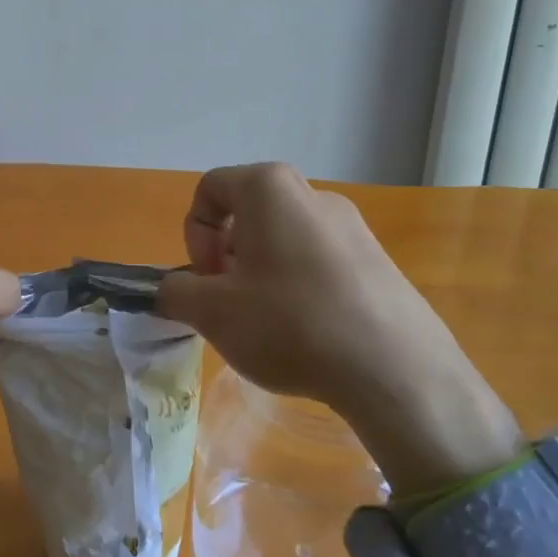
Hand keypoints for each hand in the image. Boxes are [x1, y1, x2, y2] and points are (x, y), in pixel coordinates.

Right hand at [154, 163, 521, 495]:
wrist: (394, 368)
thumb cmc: (289, 323)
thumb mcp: (212, 312)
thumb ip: (174, 293)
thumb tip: (163, 290)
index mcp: (268, 188)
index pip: (209, 189)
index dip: (194, 233)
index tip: (206, 279)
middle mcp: (312, 194)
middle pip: (247, 214)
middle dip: (226, 256)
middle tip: (230, 303)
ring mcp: (352, 226)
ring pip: (283, 239)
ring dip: (260, 273)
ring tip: (268, 324)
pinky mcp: (377, 260)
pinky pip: (319, 262)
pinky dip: (298, 287)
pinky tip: (307, 333)